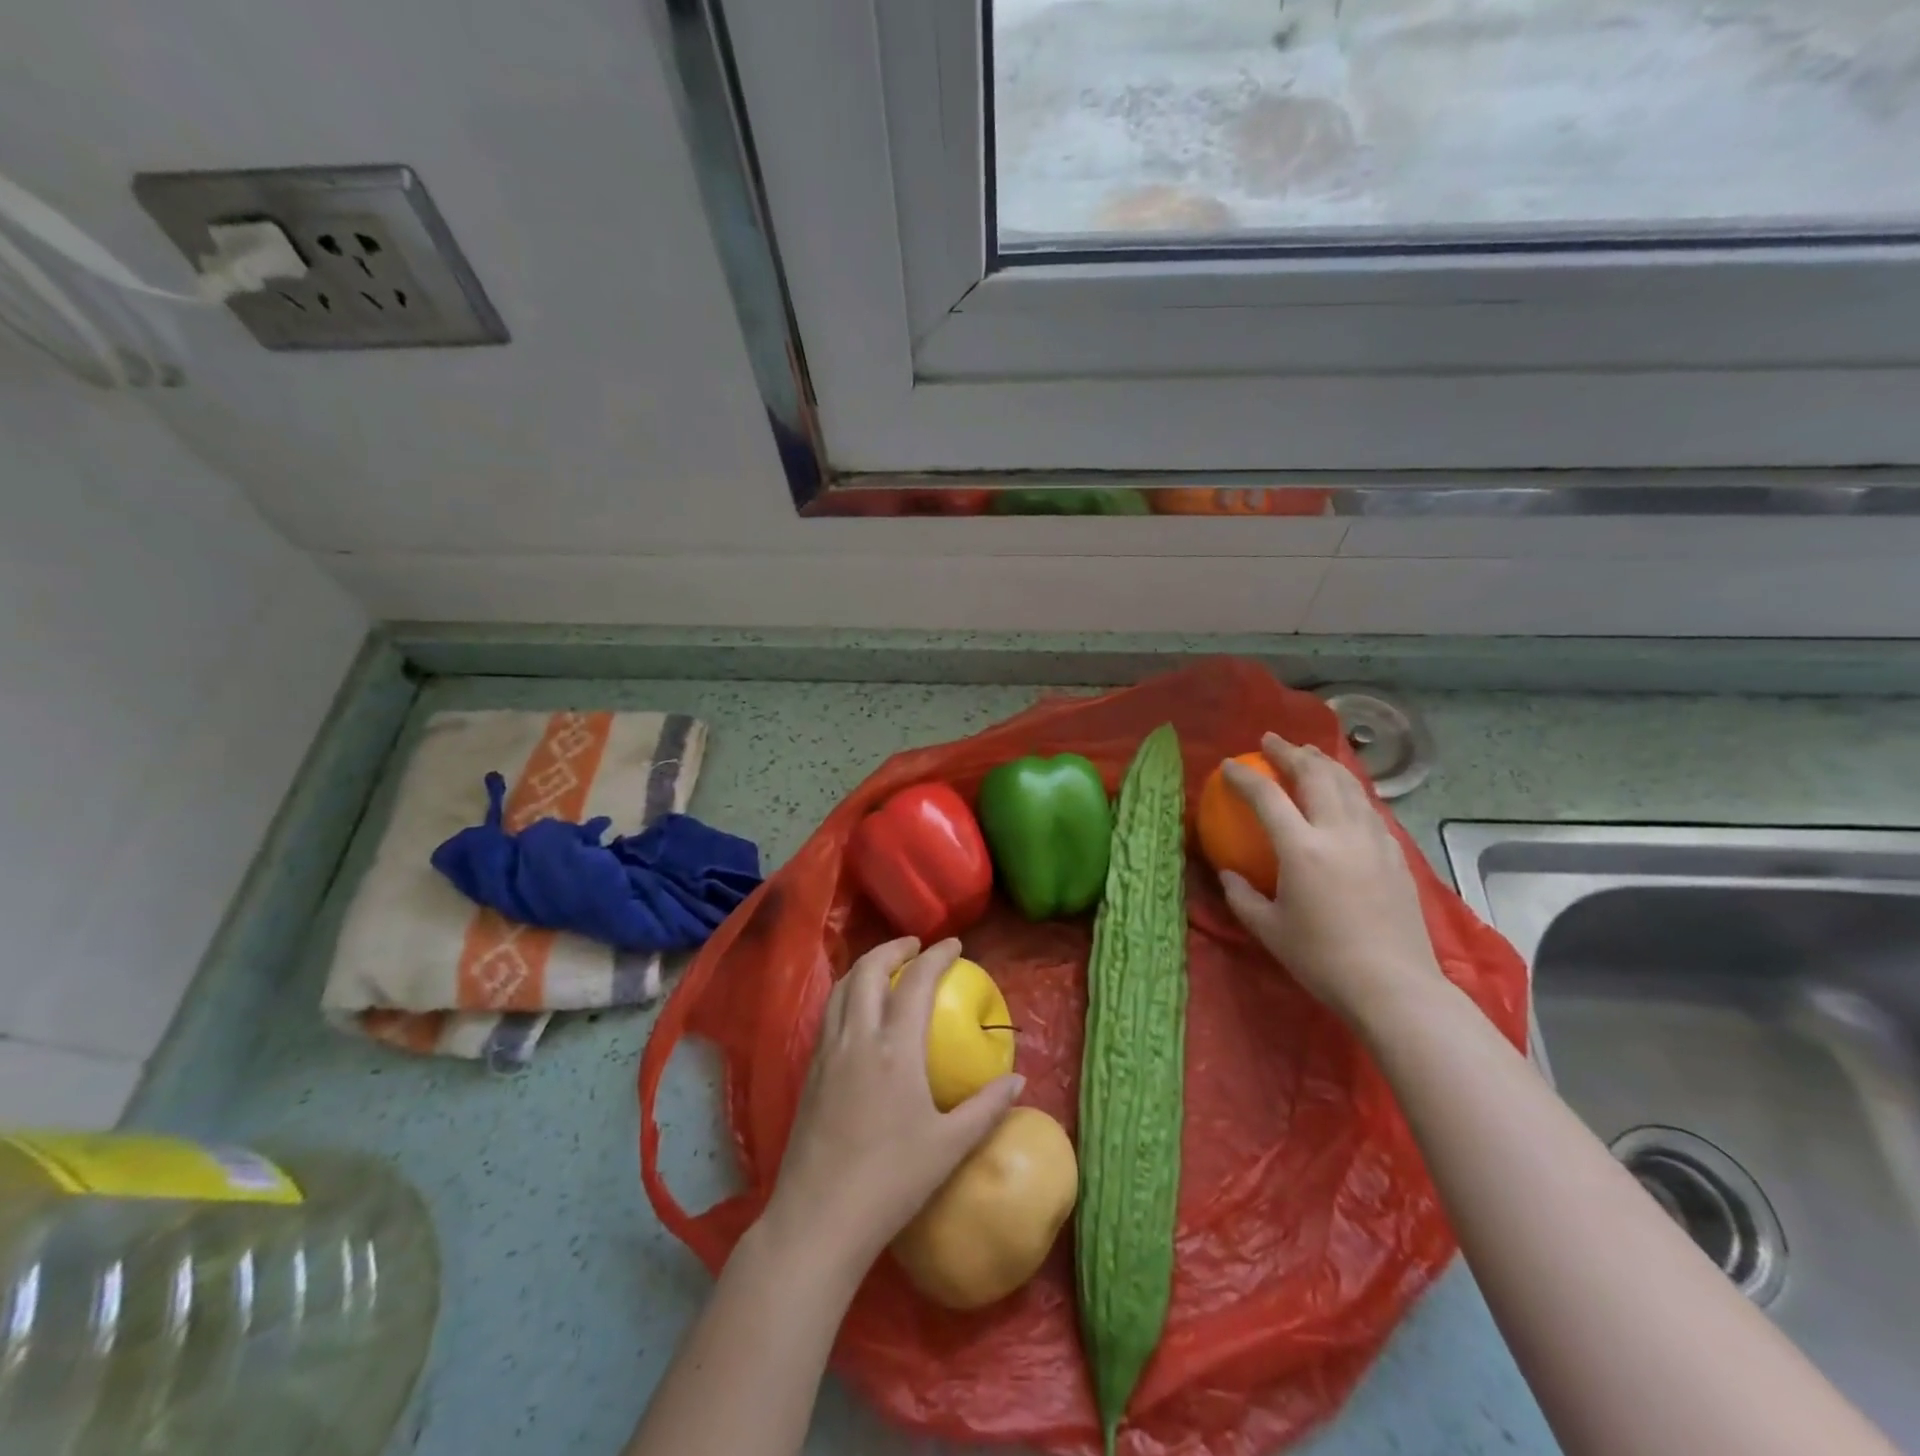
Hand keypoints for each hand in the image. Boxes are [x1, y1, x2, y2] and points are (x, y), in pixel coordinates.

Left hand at [762, 937, 1024, 1277]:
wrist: (819, 1218)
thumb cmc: (892, 1182)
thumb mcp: (950, 1147)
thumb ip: (987, 1107)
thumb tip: (1018, 1080)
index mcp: (895, 1049)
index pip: (917, 982)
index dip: (936, 956)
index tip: (954, 944)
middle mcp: (858, 1038)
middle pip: (869, 970)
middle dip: (893, 948)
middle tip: (915, 946)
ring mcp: (828, 1052)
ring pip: (842, 988)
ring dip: (865, 966)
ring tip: (886, 968)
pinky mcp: (810, 1071)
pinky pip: (829, 1013)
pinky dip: (847, 993)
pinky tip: (858, 1012)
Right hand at [1219, 733, 1441, 1026]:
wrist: (1393, 985)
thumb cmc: (1322, 959)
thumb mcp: (1268, 930)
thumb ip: (1242, 896)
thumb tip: (1228, 873)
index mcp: (1302, 849)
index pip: (1268, 797)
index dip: (1245, 777)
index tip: (1230, 765)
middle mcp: (1339, 832)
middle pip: (1315, 775)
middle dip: (1290, 752)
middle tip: (1271, 741)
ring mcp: (1373, 840)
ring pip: (1348, 785)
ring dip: (1323, 763)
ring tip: (1307, 754)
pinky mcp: (1395, 854)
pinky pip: (1368, 807)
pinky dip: (1349, 789)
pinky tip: (1343, 794)